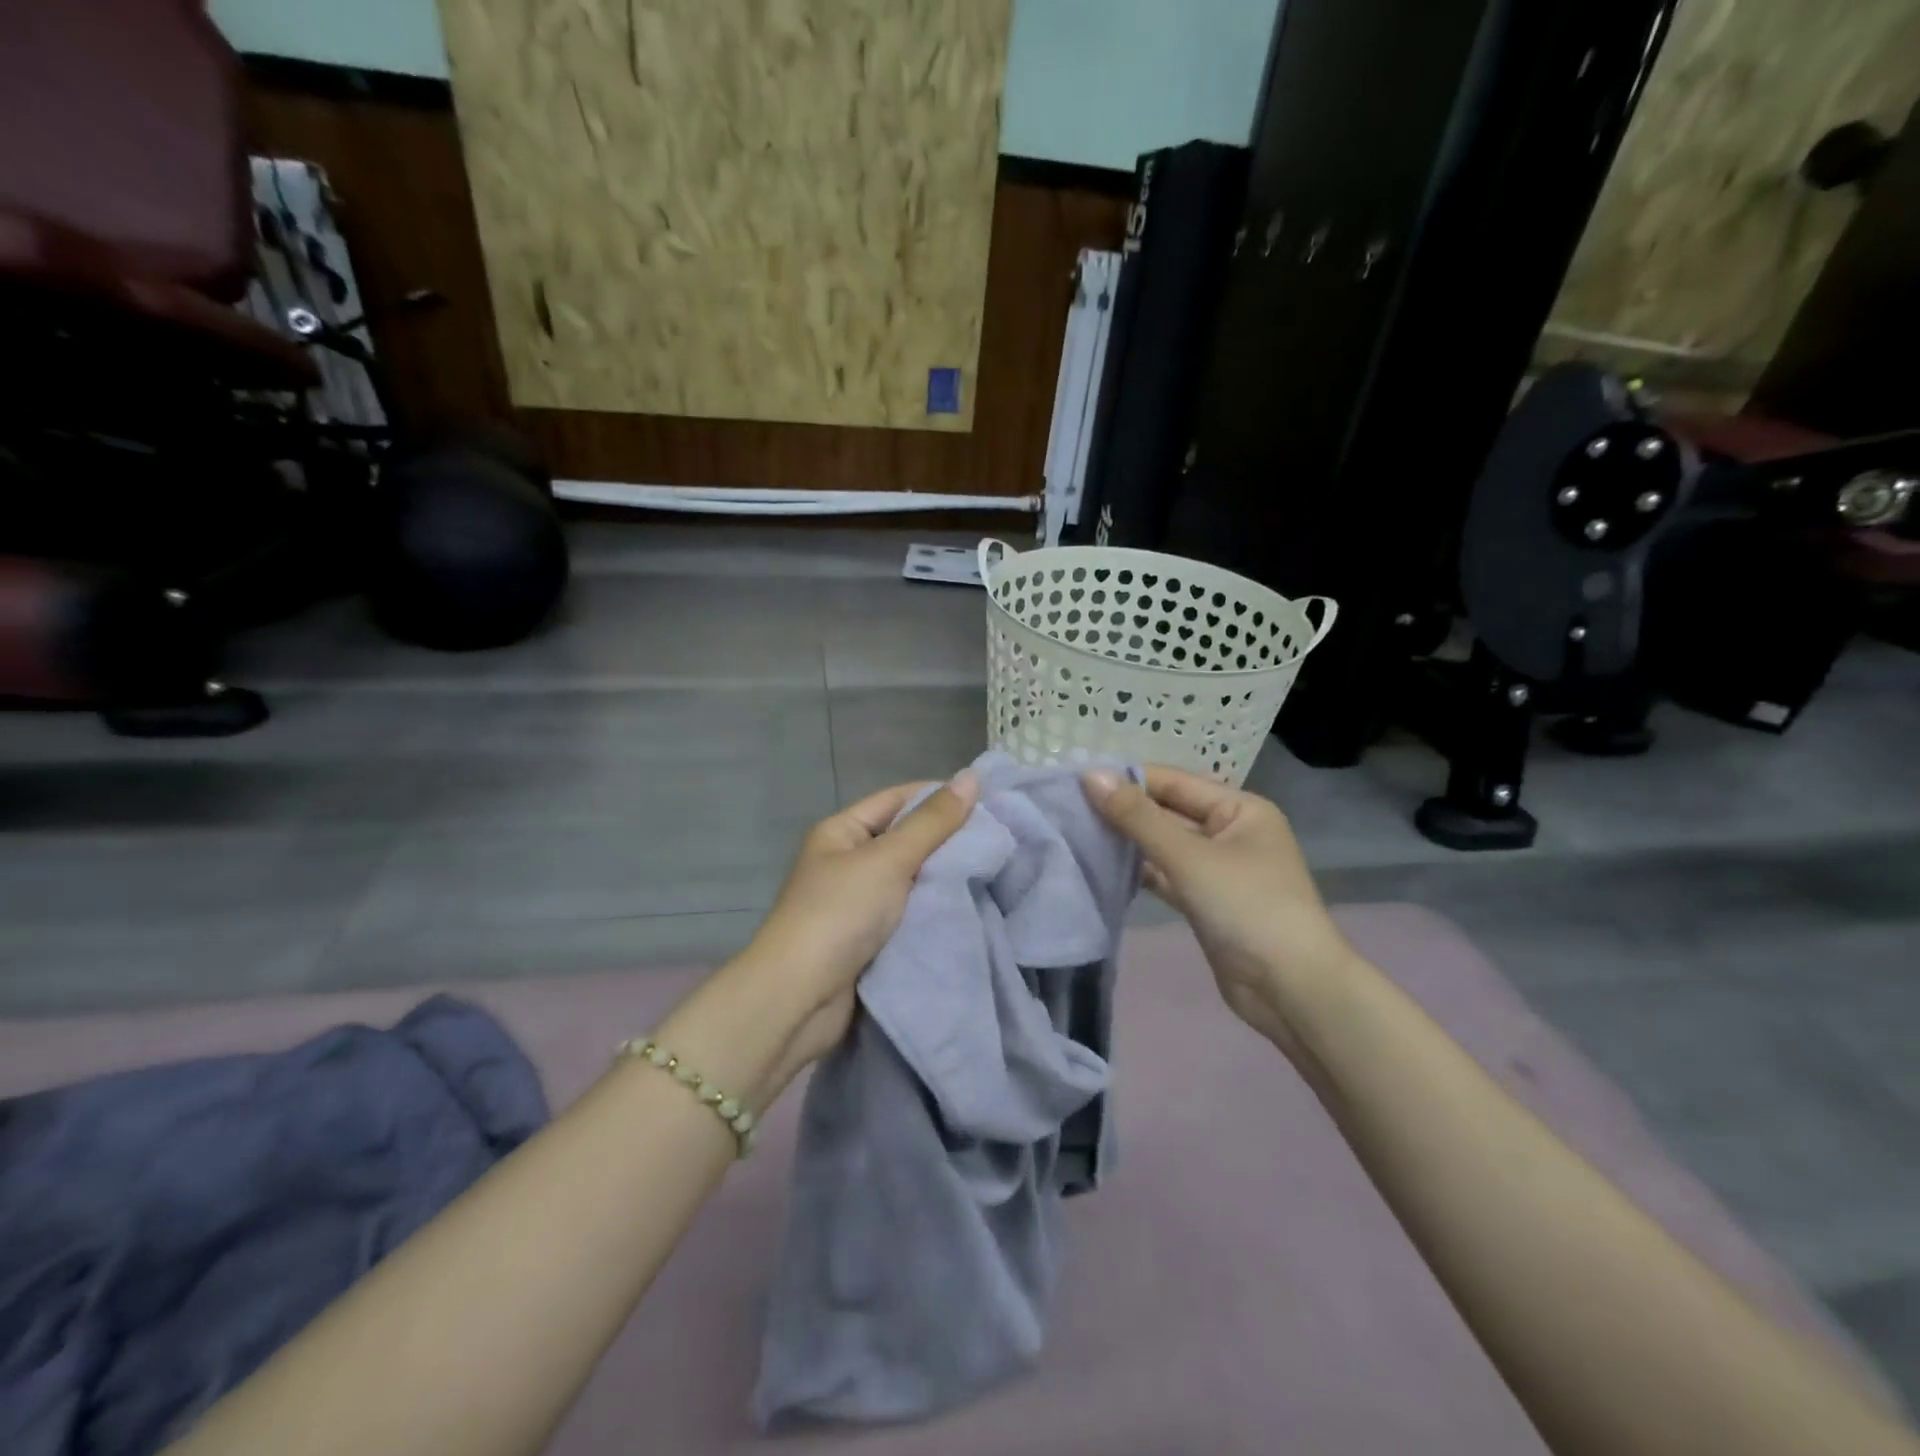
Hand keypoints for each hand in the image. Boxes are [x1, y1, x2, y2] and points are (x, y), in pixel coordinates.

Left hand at [721, 772, 978, 1090]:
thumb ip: (932, 822)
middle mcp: (848, 862)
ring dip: (945, 878)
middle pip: (906, 839)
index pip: (898, 799)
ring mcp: (858, 903)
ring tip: (996, 870)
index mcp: (841, 832)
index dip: (940, 797)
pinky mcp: (870, 940)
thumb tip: (971, 777)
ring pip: (913, 879)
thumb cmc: (839, 914)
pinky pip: (910, 913)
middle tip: (1000, 839)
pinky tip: (972, 906)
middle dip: (948, 840)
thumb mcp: (888, 860)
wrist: (800, 999)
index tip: (989, 802)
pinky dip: (935, 910)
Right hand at [1081, 765, 1358, 1058]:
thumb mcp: (1189, 856)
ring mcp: (1219, 870)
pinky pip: (1167, 875)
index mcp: (1240, 809)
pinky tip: (1103, 866)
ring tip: (1077, 831)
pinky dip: (1140, 871)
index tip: (1077, 780)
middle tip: (1069, 806)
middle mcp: (1231, 833)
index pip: (1174, 782)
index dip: (1127, 779)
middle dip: (1124, 810)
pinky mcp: (1206, 902)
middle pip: (1168, 812)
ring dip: (1128, 841)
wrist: (1291, 990)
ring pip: (1165, 846)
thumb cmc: (1247, 908)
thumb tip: (1090, 775)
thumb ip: (1137, 817)